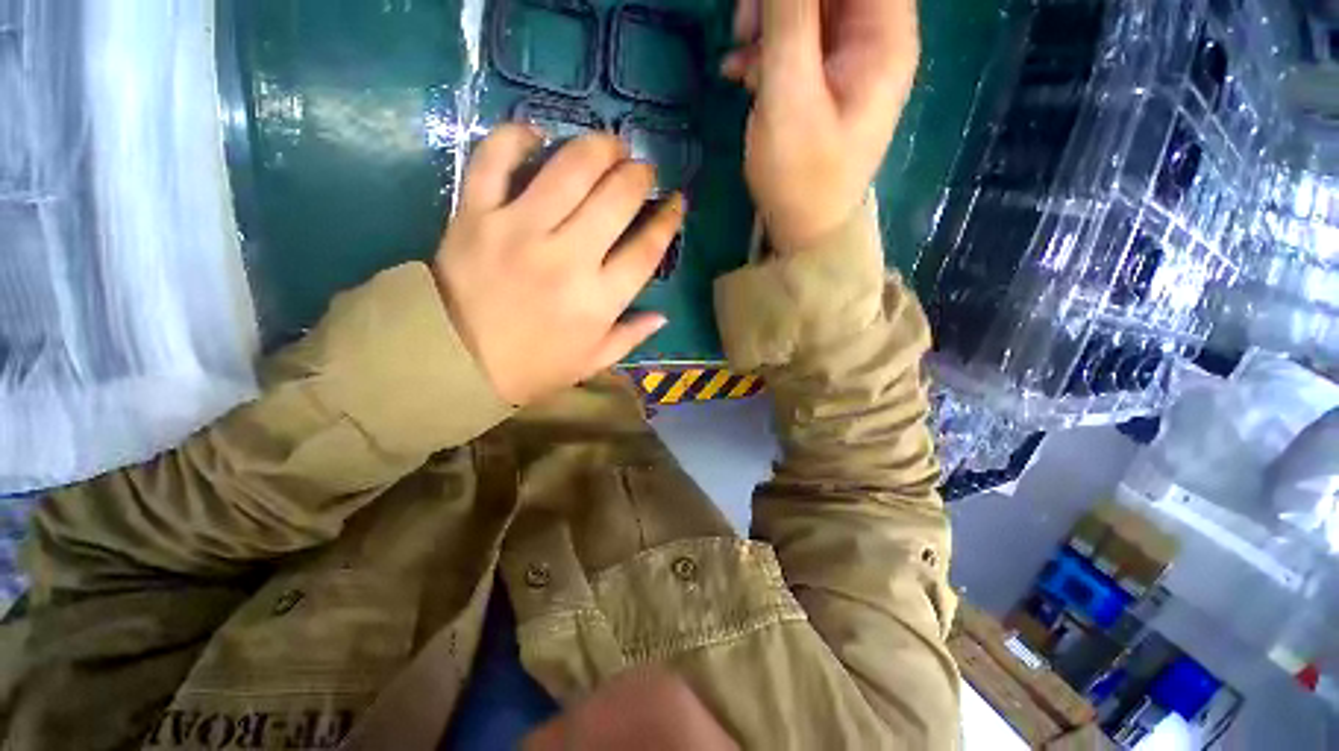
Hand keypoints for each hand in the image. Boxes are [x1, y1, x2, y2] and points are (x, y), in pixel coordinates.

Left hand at [433, 126, 681, 405]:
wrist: (455, 362)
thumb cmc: (532, 367)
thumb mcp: (591, 361)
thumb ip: (630, 337)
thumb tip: (662, 315)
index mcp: (598, 300)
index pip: (646, 249)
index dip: (668, 220)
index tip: (676, 202)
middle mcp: (567, 258)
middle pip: (616, 199)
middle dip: (639, 175)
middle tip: (642, 169)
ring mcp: (519, 230)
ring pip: (569, 169)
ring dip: (598, 147)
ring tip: (609, 144)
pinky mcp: (475, 214)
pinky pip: (495, 159)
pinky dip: (516, 137)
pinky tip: (537, 134)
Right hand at [722, 0, 919, 251]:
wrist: (802, 232)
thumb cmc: (801, 176)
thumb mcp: (790, 94)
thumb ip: (788, 18)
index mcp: (885, 37)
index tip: (768, 5)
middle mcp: (873, 40)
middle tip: (743, 24)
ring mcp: (845, 63)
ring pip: (808, 9)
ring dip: (767, 20)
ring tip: (738, 55)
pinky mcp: (820, 84)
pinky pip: (794, 43)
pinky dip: (764, 50)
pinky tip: (739, 73)